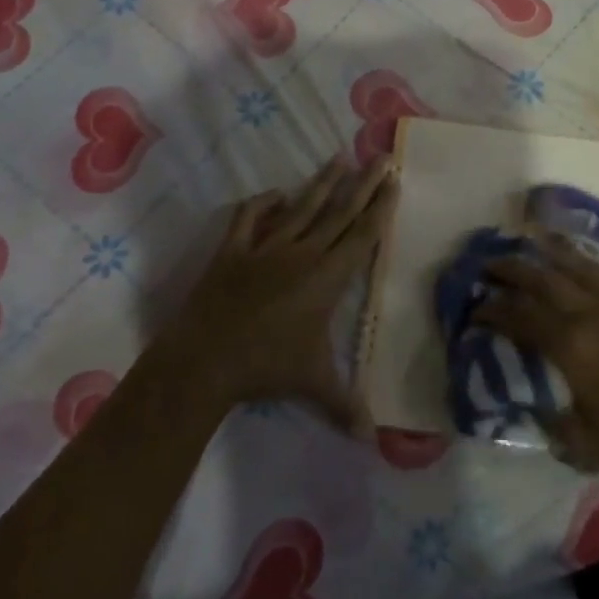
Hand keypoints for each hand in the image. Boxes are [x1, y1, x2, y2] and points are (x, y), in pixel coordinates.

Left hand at [165, 156, 397, 432]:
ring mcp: (266, 248)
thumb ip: (346, 405)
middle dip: (364, 184)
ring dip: (323, 183)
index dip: (380, 207)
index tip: (394, 181)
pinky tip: (276, 193)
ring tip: (340, 158)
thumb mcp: (313, 383)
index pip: (362, 235)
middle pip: (340, 212)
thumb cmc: (267, 368)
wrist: (205, 360)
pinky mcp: (234, 250)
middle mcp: (302, 253)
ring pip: (302, 207)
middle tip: (381, 158)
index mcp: (327, 277)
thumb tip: (374, 441)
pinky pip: (250, 217)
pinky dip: (263, 203)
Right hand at [480, 233, 598, 481]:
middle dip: (513, 268)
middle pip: (545, 279)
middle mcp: (596, 312)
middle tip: (493, 262)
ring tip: (537, 238)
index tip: (477, 307)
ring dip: (556, 251)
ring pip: (585, 265)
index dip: (494, 310)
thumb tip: (540, 410)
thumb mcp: (590, 445)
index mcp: (573, 346)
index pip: (521, 317)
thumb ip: (558, 425)